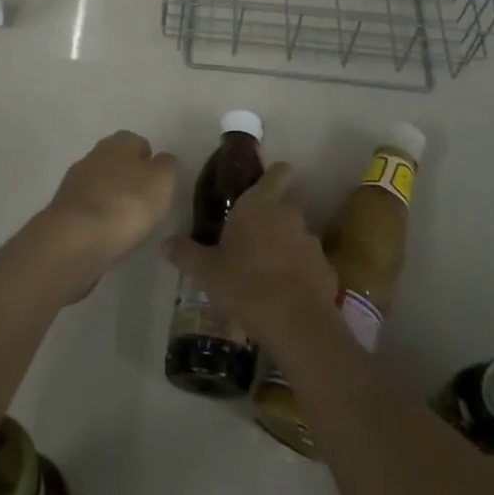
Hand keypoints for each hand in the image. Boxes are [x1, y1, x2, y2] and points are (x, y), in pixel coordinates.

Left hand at [33, 130, 178, 292]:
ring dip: (113, 200)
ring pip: (101, 186)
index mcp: (119, 142)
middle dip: (130, 180)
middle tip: (145, 206)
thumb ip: (167, 166)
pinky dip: (98, 220)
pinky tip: (107, 236)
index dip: (150, 162)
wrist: (75, 239)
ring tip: (127, 226)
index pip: (138, 142)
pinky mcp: (62, 210)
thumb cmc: (127, 203)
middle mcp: (93, 155)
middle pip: (117, 163)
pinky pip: (88, 210)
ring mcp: (74, 182)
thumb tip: (161, 160)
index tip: (159, 186)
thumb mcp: (163, 181)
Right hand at [163, 162, 334, 342]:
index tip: (262, 189)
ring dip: (285, 249)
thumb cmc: (244, 284)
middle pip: (283, 208)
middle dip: (270, 224)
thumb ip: (186, 253)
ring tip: (266, 277)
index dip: (274, 176)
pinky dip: (300, 275)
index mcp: (260, 205)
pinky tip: (286, 297)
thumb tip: (166, 242)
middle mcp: (289, 215)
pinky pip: (309, 265)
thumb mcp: (206, 271)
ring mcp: (312, 242)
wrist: (295, 322)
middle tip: (249, 247)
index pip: (279, 172)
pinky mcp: (327, 269)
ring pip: (296, 238)